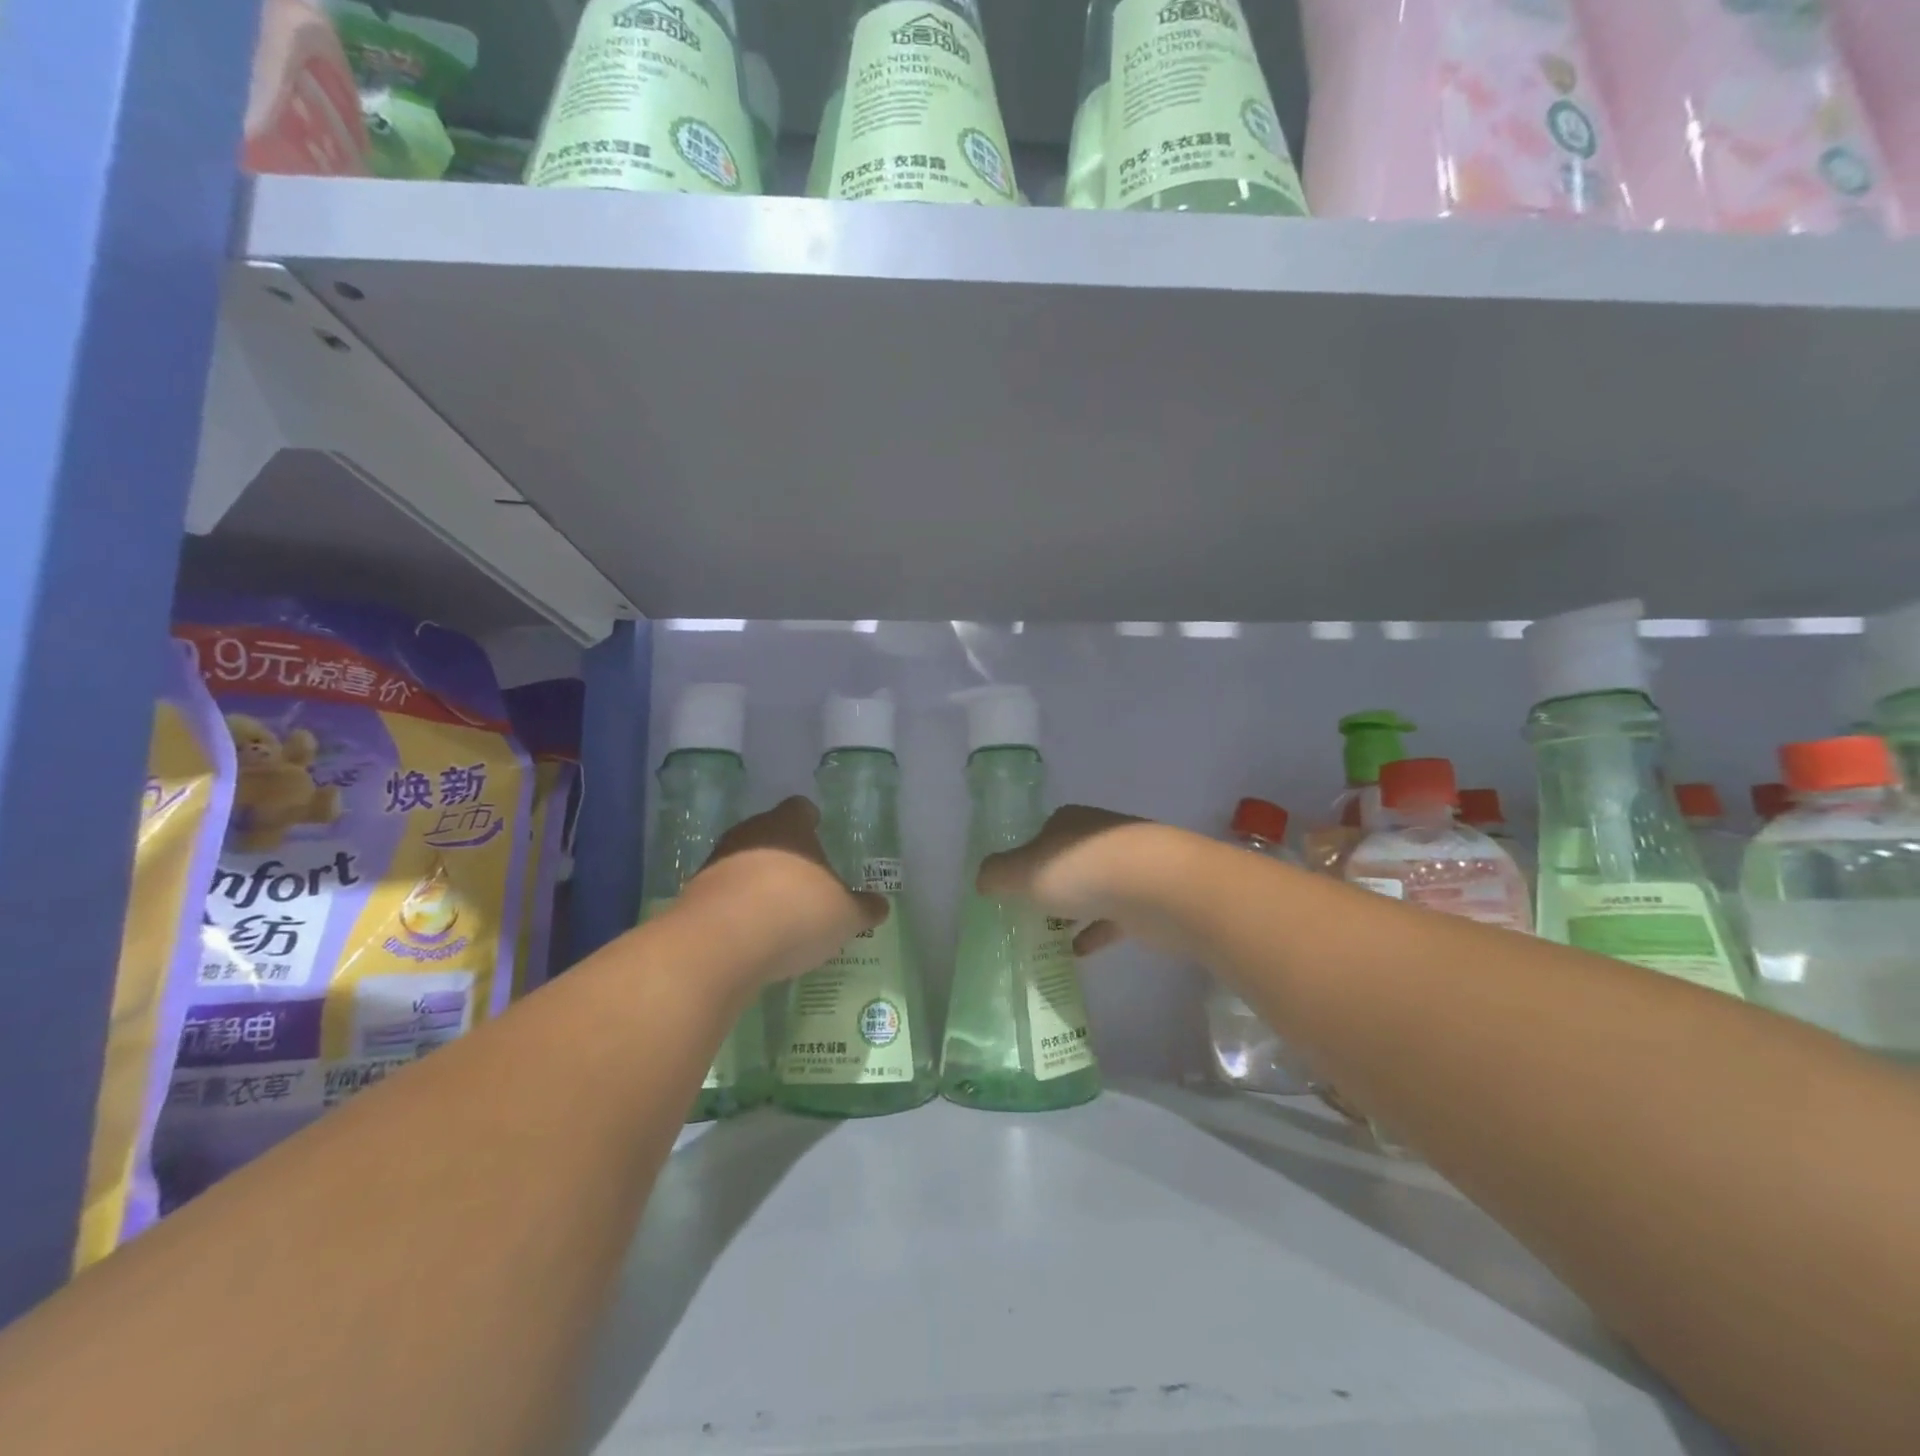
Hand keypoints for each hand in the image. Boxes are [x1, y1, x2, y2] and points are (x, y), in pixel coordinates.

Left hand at [677, 797, 887, 986]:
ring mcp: (716, 863)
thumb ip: (863, 908)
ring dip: (756, 881)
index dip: (810, 820)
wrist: (720, 944)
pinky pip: (723, 895)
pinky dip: (736, 910)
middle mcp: (750, 834)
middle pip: (768, 833)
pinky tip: (751, 935)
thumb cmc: (796, 912)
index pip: (800, 809)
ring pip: (742, 863)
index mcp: (789, 826)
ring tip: (778, 912)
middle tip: (804, 879)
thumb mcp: (845, 916)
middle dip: (784, 852)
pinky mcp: (693, 896)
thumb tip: (880, 906)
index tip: (818, 832)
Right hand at [976, 805, 1152, 956]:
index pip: (1041, 834)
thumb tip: (982, 880)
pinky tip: (1079, 952)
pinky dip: (1096, 932)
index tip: (1012, 886)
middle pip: (1067, 861)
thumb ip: (997, 875)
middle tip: (1027, 913)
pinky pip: (1113, 917)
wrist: (1159, 889)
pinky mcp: (1147, 899)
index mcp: (1069, 822)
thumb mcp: (1024, 872)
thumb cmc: (1082, 870)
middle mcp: (1098, 838)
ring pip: (1091, 889)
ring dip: (1073, 909)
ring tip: (1048, 936)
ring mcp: (1127, 868)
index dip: (1024, 858)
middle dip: (1050, 884)